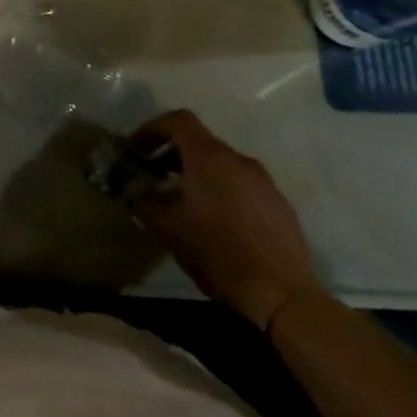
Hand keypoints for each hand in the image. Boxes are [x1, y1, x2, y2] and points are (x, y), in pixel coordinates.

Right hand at [129, 109, 322, 331]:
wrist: (282, 295)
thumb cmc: (217, 253)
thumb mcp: (167, 229)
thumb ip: (144, 203)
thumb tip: (134, 193)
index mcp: (209, 158)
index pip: (179, 120)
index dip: (153, 128)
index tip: (137, 149)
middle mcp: (239, 160)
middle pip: (201, 142)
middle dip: (174, 155)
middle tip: (156, 178)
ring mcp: (264, 182)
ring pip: (224, 166)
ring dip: (200, 175)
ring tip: (186, 203)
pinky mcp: (281, 205)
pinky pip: (244, 186)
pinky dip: (224, 192)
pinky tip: (218, 224)